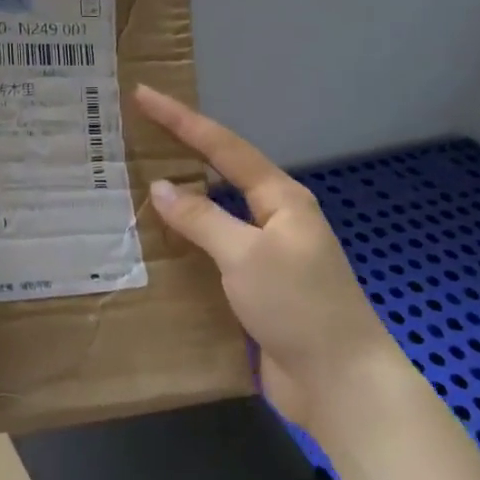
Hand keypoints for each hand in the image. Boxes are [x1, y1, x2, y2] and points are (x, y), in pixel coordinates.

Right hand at [134, 85, 406, 438]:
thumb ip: (202, 219)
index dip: (182, 120)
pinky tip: (161, 244)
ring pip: (217, 214)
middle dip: (183, 151)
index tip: (145, 95)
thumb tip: (161, 188)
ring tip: (138, 184)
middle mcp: (276, 219)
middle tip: (138, 134)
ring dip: (182, 199)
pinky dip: (188, 242)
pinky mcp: (258, 288)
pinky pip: (215, 251)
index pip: (224, 147)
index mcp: (282, 199)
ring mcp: (268, 254)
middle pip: (222, 173)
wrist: (341, 384)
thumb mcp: (246, 256)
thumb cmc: (298, 307)